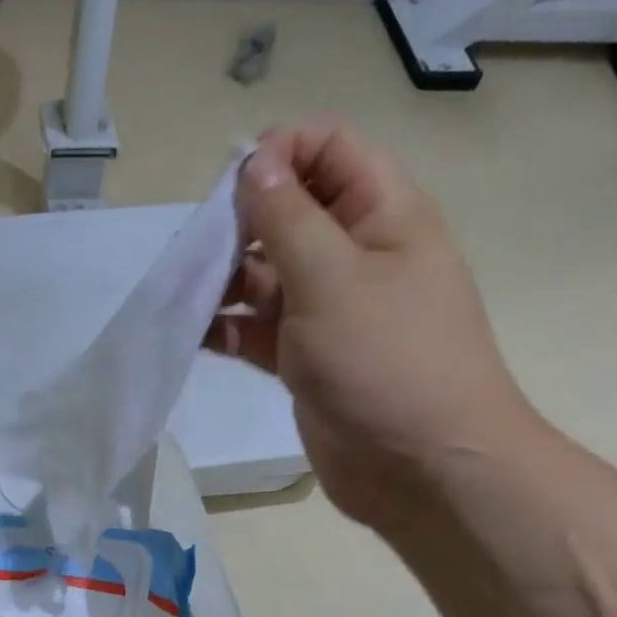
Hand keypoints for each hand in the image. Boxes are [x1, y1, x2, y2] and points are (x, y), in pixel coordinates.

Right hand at [209, 121, 536, 527]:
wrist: (423, 469)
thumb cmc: (386, 361)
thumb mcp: (332, 277)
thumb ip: (286, 215)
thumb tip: (254, 161)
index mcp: (382, 214)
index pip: (329, 147)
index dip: (279, 153)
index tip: (232, 189)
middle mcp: (356, 254)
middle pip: (289, 210)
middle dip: (241, 222)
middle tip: (203, 251)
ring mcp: (329, 310)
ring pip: (267, 273)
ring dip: (226, 279)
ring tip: (192, 296)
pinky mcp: (306, 357)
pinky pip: (259, 328)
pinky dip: (229, 327)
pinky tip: (198, 334)